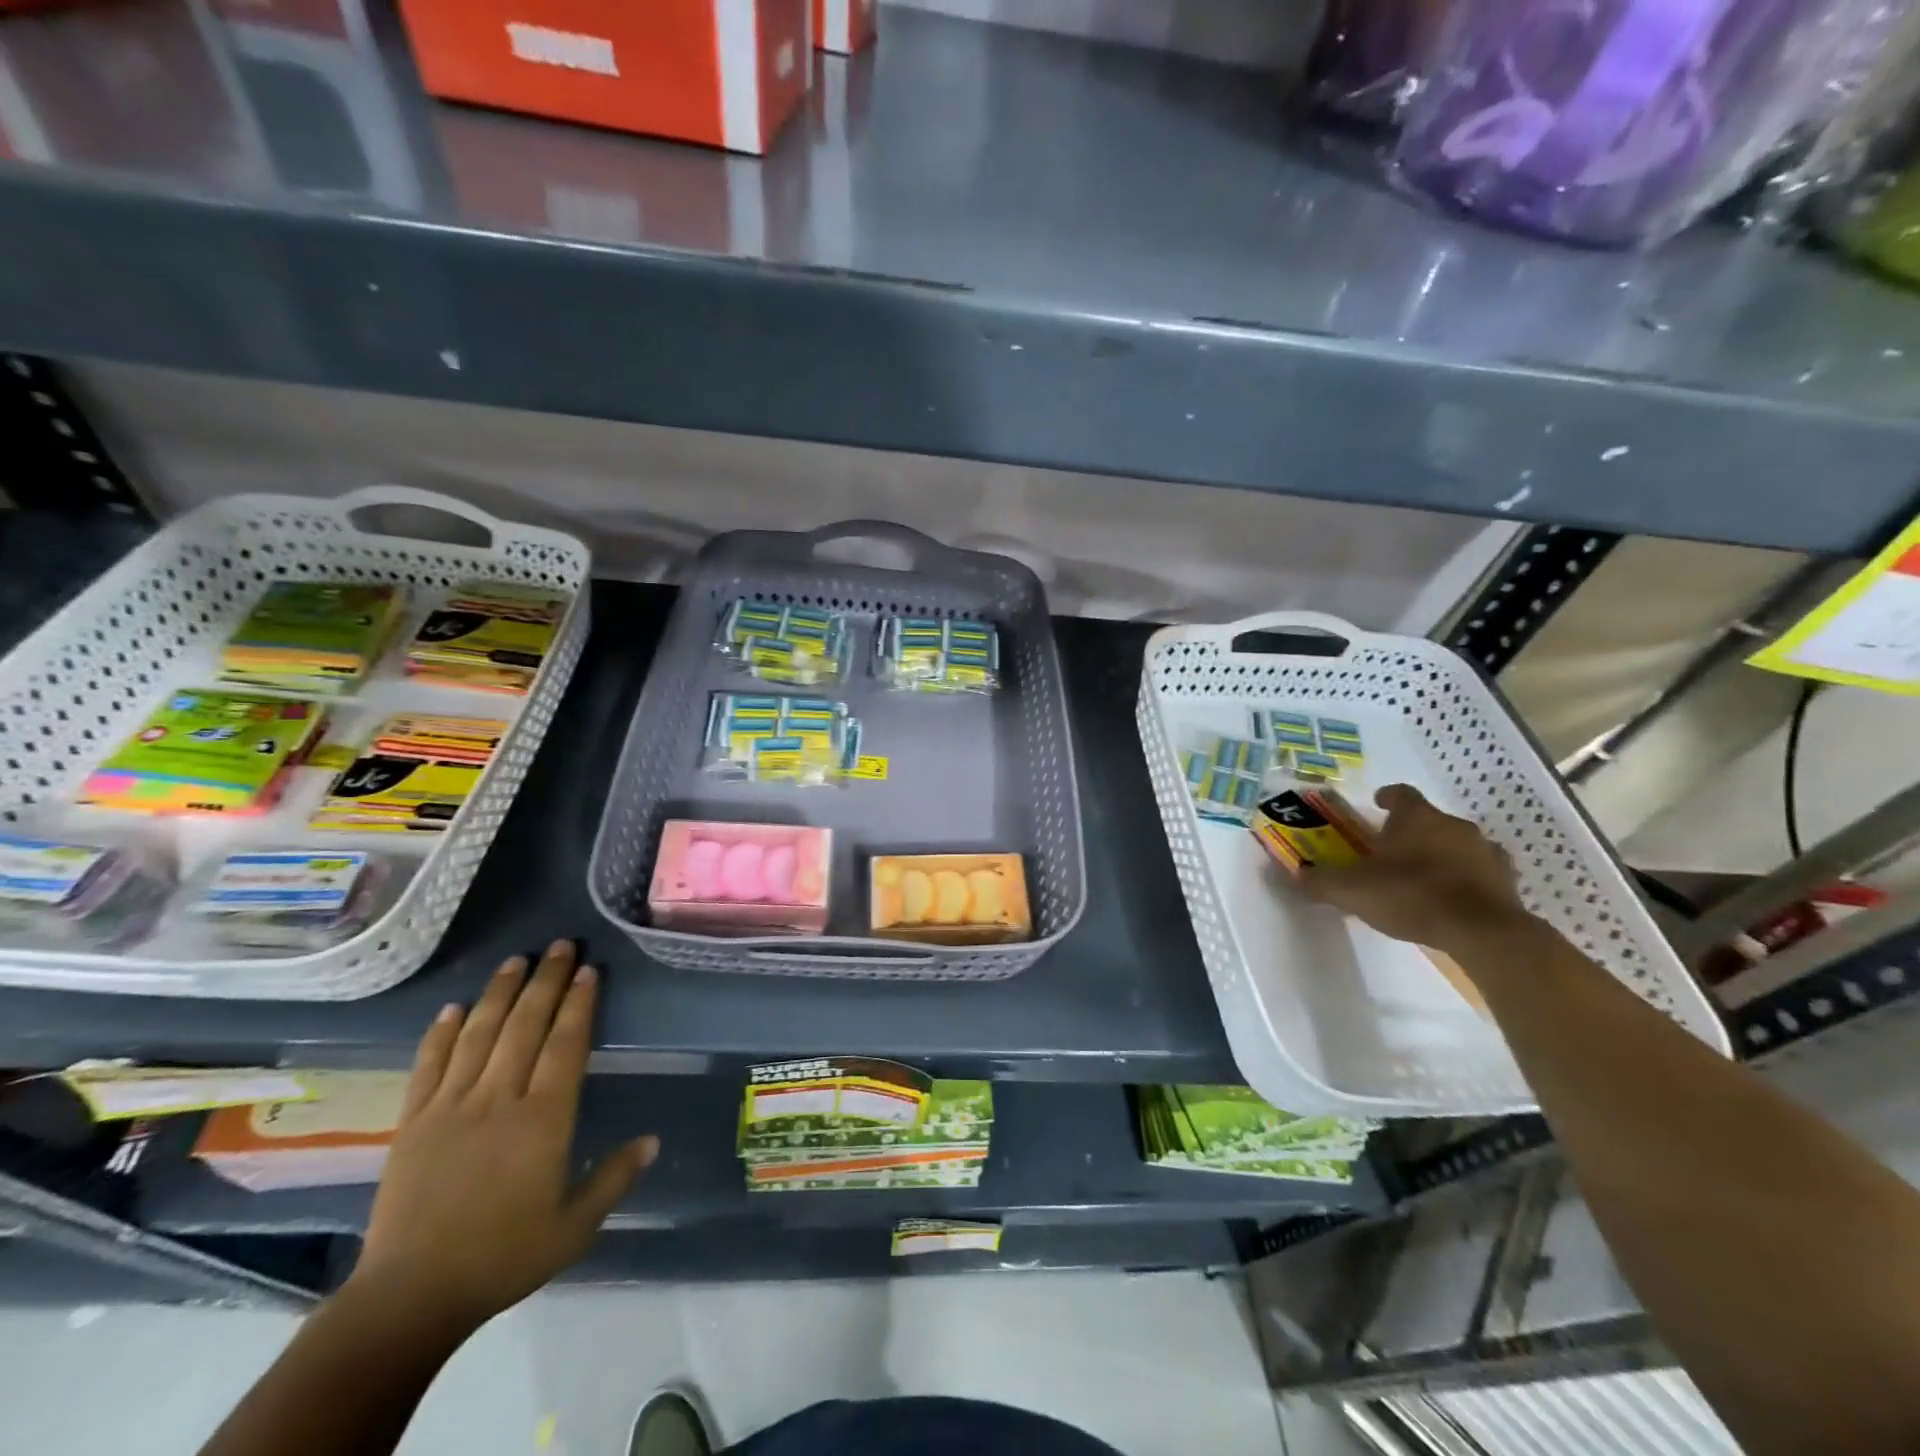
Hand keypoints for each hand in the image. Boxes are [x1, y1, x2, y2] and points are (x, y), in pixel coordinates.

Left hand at [347, 941, 656, 1331]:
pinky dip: (441, 1032)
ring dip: (499, 993)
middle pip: (525, 1025)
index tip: (589, 970)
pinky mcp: (412, 1122)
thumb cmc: (504, 1257)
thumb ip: (615, 1178)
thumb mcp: (574, 1227)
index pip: (566, 1044)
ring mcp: (451, 1106)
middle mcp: (499, 1099)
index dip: (579, 1003)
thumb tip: (653, 1140)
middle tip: (561, 945)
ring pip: (479, 1035)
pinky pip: (428, 1066)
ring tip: (516, 960)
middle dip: (546, 981)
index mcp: (544, 1118)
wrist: (410, 1298)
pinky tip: (453, 1007)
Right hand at [1299, 784, 1527, 955]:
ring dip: (1442, 854)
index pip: (1401, 794)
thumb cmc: (1412, 896)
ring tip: (1423, 877)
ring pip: (1458, 845)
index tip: (1377, 804)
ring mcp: (1486, 852)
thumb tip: (1295, 875)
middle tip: (1392, 851)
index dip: (1387, 797)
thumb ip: (1321, 882)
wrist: (1483, 932)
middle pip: (1430, 820)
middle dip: (1412, 831)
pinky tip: (1453, 899)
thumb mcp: (1352, 891)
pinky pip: (1481, 873)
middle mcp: (1454, 825)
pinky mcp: (1507, 881)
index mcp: (1417, 817)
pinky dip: (1466, 880)